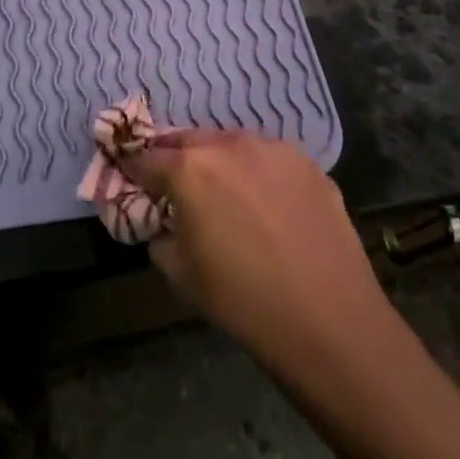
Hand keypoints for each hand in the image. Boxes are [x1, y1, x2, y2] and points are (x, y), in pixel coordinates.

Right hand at [117, 130, 389, 372]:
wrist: (328, 318)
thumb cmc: (242, 300)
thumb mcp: (180, 274)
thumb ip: (161, 236)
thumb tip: (164, 223)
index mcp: (189, 169)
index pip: (146, 158)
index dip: (134, 169)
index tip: (130, 180)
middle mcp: (229, 145)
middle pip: (187, 140)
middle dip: (175, 158)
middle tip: (175, 184)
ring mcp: (273, 149)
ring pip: (231, 144)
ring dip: (219, 161)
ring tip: (225, 193)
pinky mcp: (307, 162)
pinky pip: (269, 159)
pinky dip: (258, 173)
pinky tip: (268, 206)